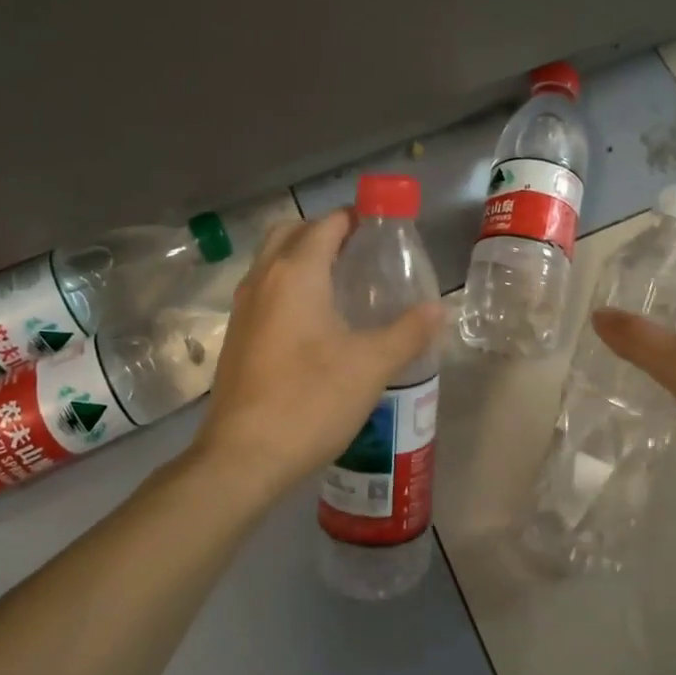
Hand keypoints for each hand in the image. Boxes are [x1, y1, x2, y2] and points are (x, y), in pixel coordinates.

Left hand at [195, 210, 439, 497]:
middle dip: (324, 232)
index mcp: (295, 273)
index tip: (384, 228)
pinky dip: (288, 286)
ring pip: (272, 261)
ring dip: (302, 258)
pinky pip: (264, 291)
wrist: (243, 457)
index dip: (355, 218)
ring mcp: (243, 308)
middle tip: (360, 253)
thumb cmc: (310, 401)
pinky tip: (315, 323)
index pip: (326, 224)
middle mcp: (263, 279)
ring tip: (342, 285)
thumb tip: (439, 308)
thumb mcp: (371, 366)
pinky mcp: (236, 336)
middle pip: (291, 232)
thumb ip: (408, 331)